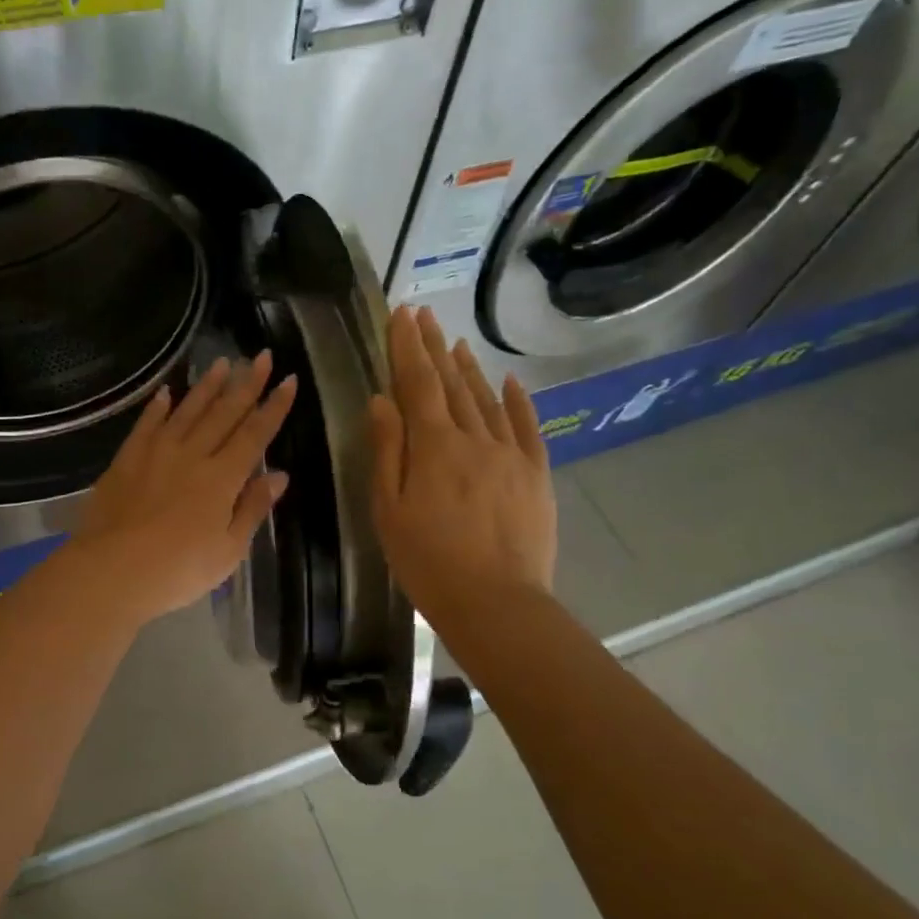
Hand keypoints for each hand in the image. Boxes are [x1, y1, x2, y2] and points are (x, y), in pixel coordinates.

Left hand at [72, 352, 297, 625]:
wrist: (113, 570)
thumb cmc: (178, 570)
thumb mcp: (228, 550)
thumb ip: (252, 509)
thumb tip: (279, 475)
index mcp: (222, 478)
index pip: (255, 434)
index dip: (274, 407)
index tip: (288, 380)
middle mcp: (193, 455)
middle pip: (224, 413)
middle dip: (247, 383)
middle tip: (262, 356)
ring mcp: (157, 453)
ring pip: (188, 411)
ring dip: (207, 386)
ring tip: (223, 362)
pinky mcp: (127, 459)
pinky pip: (147, 424)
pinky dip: (158, 407)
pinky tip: (167, 392)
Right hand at [369, 305, 556, 624]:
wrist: (495, 603)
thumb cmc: (427, 561)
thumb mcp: (389, 510)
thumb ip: (387, 451)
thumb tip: (381, 400)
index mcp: (434, 446)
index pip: (418, 384)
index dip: (407, 347)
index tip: (401, 314)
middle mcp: (475, 438)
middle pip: (452, 384)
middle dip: (434, 347)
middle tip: (423, 315)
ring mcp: (511, 455)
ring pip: (488, 400)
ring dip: (469, 368)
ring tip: (455, 341)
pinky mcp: (536, 475)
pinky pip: (527, 427)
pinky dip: (517, 401)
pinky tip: (510, 382)